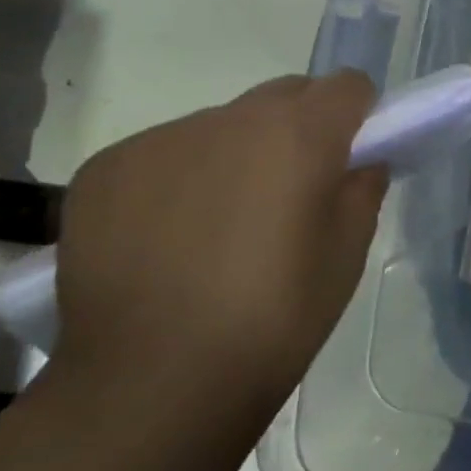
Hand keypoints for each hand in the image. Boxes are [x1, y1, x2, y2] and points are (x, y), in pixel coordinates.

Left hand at [53, 72, 387, 411]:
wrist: (150, 385)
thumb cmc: (273, 318)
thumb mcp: (347, 256)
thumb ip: (363, 191)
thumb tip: (361, 163)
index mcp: (299, 134)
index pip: (347, 85)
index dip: (359, 115)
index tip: (352, 155)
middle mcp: (230, 119)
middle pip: (284, 94)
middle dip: (300, 126)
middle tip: (292, 191)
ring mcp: (161, 139)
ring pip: (221, 125)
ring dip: (237, 154)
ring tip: (220, 225)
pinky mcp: (107, 168)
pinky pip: (164, 153)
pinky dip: (179, 179)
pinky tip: (168, 239)